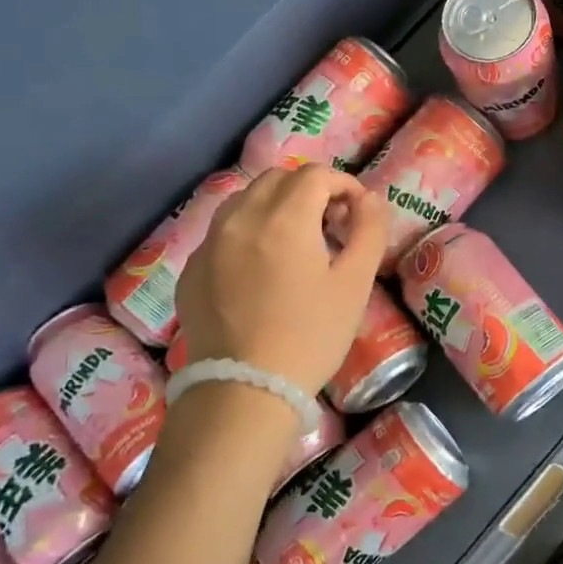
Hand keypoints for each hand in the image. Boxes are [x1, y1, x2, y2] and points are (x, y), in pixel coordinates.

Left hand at [176, 167, 386, 394]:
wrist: (245, 388)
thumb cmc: (311, 335)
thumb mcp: (355, 285)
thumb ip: (369, 231)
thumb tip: (370, 199)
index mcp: (285, 218)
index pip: (316, 175)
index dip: (343, 185)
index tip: (356, 212)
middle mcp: (241, 218)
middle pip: (278, 179)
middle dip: (309, 190)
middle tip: (330, 224)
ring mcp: (210, 242)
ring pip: (245, 200)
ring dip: (275, 206)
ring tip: (294, 242)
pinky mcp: (192, 268)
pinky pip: (223, 231)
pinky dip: (248, 232)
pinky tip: (261, 269)